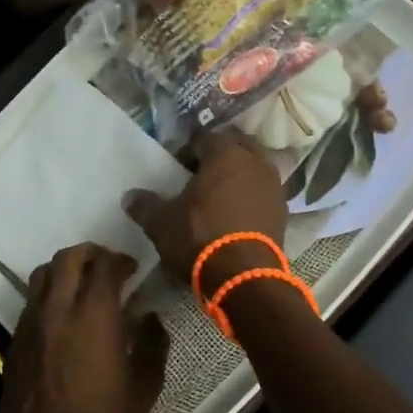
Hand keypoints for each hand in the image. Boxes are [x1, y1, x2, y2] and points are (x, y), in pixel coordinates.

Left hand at [0, 244, 169, 412]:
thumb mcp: (144, 388)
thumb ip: (153, 345)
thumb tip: (150, 318)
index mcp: (94, 315)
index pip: (104, 264)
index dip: (121, 259)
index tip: (133, 269)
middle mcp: (59, 309)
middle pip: (69, 257)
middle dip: (91, 253)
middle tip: (108, 267)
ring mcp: (32, 322)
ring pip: (43, 273)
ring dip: (66, 269)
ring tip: (83, 284)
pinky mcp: (15, 339)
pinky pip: (32, 298)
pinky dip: (49, 292)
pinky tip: (64, 313)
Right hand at [123, 131, 287, 289]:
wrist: (244, 276)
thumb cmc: (199, 237)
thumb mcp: (162, 223)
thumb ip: (145, 205)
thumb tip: (130, 196)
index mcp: (225, 153)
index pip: (204, 136)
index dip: (188, 148)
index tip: (176, 164)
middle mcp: (255, 161)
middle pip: (236, 146)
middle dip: (219, 154)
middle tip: (199, 174)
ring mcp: (273, 186)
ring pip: (254, 168)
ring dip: (239, 175)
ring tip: (219, 195)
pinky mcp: (283, 211)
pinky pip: (263, 193)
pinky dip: (251, 196)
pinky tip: (236, 214)